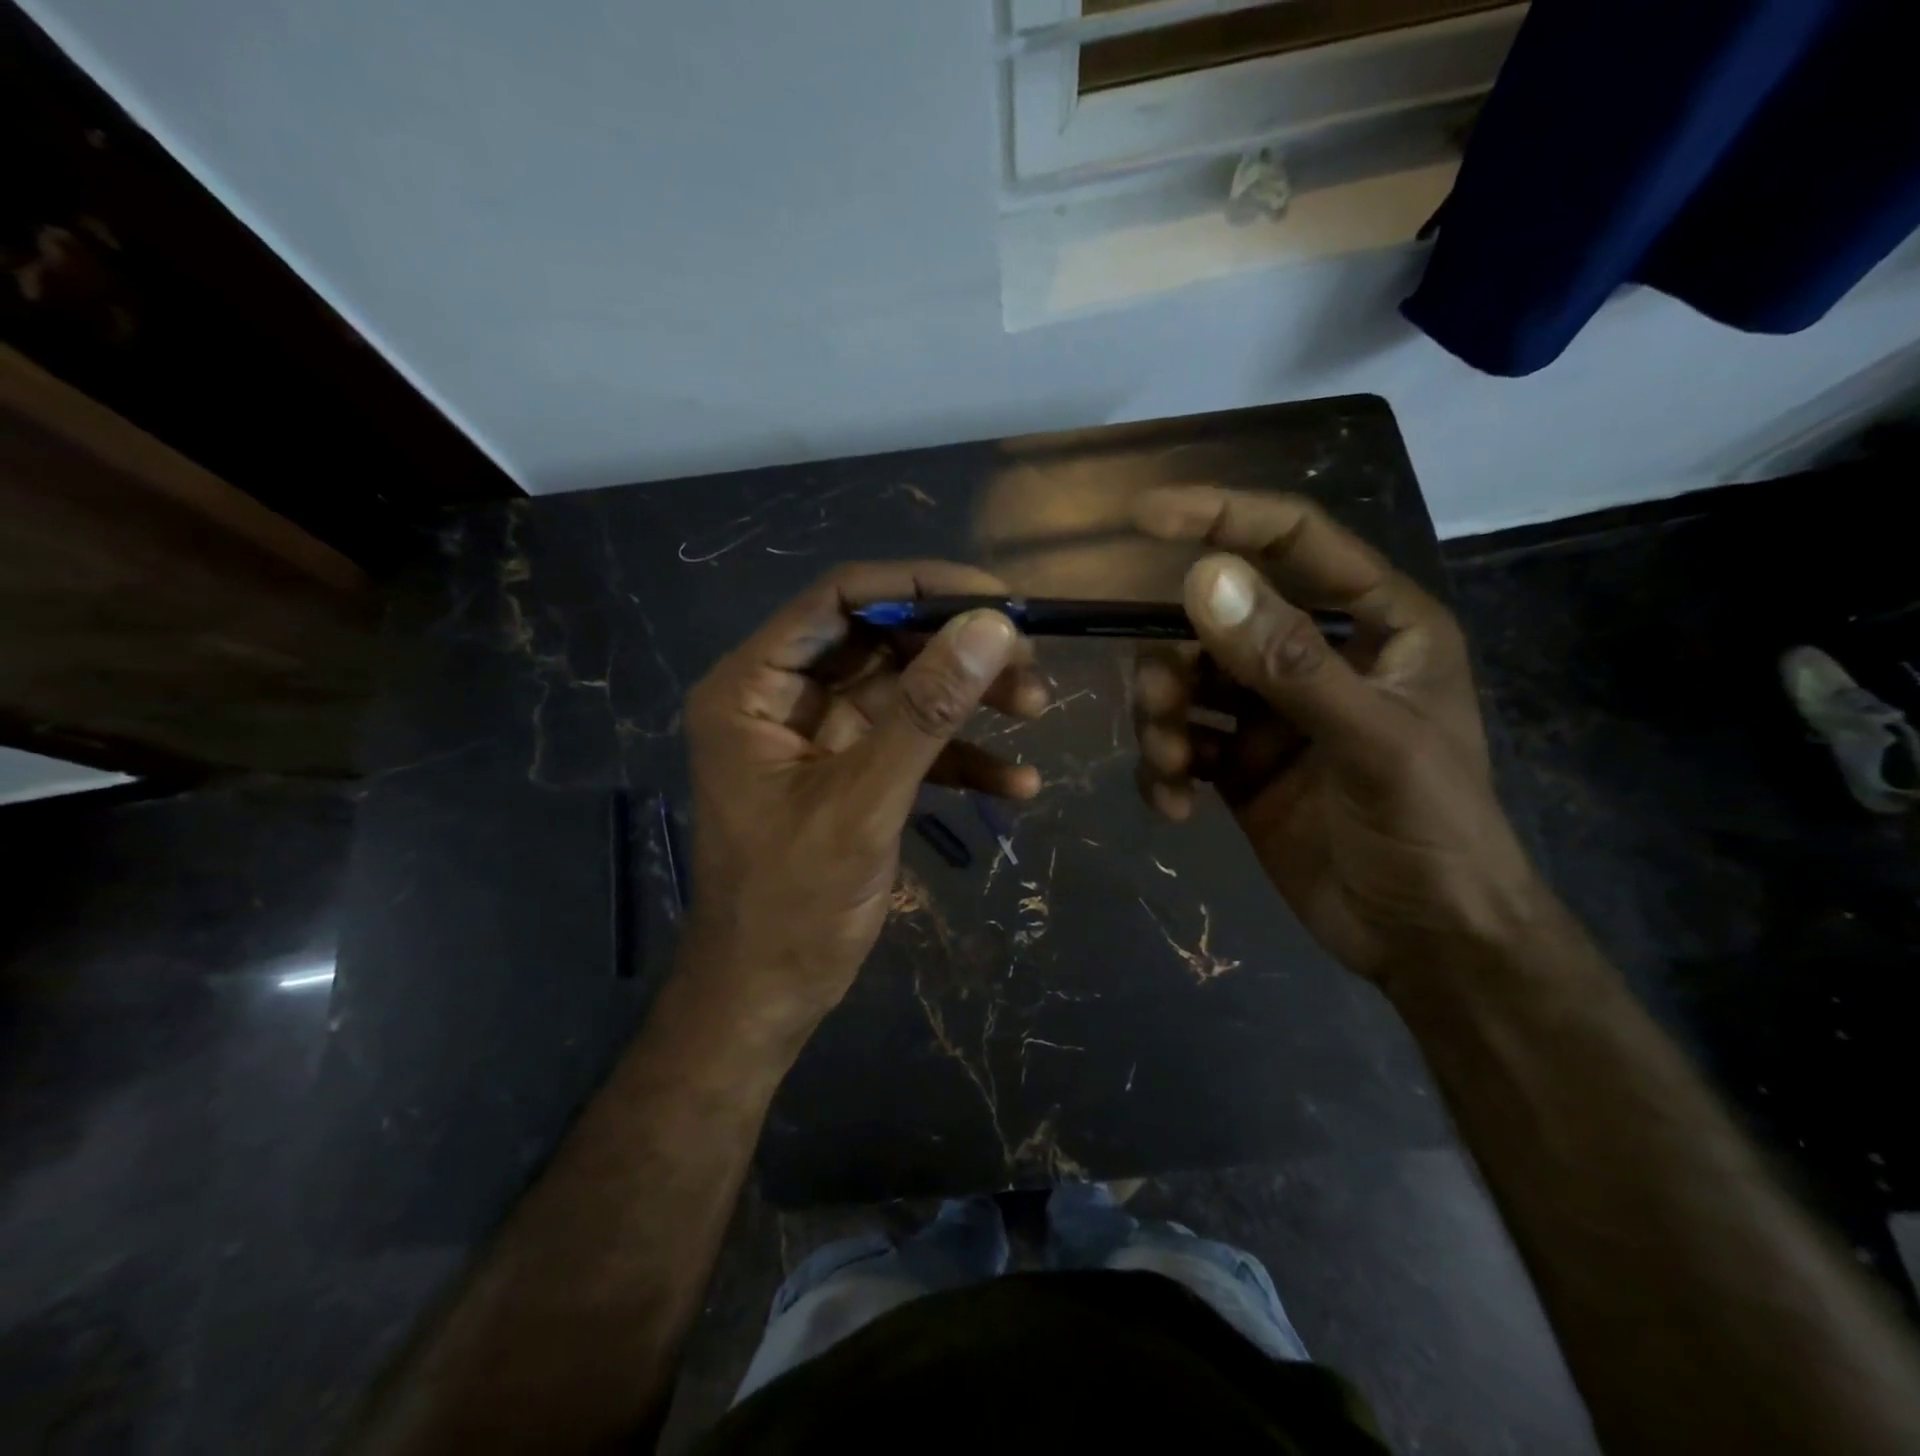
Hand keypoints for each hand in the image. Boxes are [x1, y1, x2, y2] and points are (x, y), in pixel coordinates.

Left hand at [681, 562, 1046, 1036]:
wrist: (769, 997)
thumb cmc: (793, 904)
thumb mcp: (864, 802)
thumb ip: (926, 711)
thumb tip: (991, 627)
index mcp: (754, 687)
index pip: (838, 600)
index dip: (918, 587)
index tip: (995, 599)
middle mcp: (783, 698)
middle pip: (880, 641)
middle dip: (956, 651)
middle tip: (1028, 661)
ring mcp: (820, 736)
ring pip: (904, 690)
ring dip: (969, 700)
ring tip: (1037, 709)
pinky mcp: (852, 773)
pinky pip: (911, 745)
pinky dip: (961, 758)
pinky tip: (1017, 783)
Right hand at [1131, 487, 1543, 991]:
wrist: (1424, 941)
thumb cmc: (1429, 830)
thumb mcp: (1369, 740)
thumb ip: (1287, 661)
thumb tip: (1199, 578)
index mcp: (1373, 624)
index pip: (1293, 541)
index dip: (1222, 516)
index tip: (1142, 518)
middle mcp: (1315, 657)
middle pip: (1214, 623)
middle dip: (1172, 664)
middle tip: (1161, 712)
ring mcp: (1271, 714)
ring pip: (1184, 684)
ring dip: (1160, 721)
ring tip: (1169, 770)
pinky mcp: (1239, 765)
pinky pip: (1179, 744)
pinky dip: (1163, 769)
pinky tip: (1175, 807)